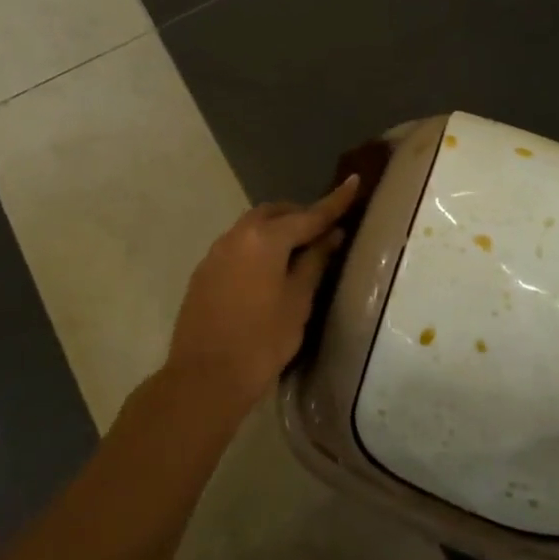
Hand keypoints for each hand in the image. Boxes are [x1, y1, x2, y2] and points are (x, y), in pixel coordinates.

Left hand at [165, 176, 359, 417]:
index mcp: (264, 238)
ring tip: (298, 250)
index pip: (308, 215)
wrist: (204, 377)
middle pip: (274, 214)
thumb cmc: (262, 341)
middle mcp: (237, 235)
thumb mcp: (298, 301)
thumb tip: (331, 235)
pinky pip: (237, 246)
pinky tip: (268, 270)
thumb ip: (314, 262)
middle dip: (300, 215)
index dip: (334, 201)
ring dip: (276, 230)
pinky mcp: (204, 272)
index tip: (354, 182)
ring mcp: (216, 252)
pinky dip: (257, 247)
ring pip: (252, 227)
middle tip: (323, 230)